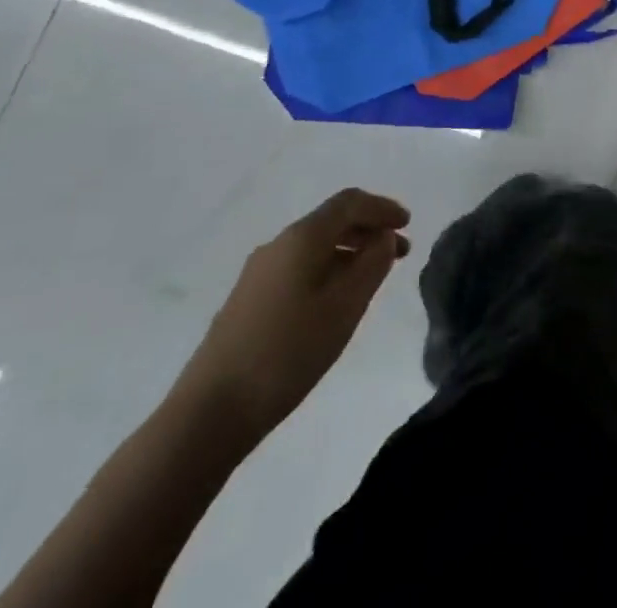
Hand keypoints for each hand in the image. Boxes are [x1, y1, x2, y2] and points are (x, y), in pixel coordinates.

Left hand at [174, 189, 410, 436]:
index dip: (382, 207)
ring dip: (349, 252)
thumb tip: (385, 237)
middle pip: (331, 221)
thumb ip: (372, 264)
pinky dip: (327, 270)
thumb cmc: (287, 352)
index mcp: (302, 238)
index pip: (350, 203)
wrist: (208, 414)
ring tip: (372, 278)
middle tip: (399, 253)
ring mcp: (258, 273)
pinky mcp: (247, 301)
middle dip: (369, 230)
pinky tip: (335, 300)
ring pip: (314, 246)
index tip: (408, 224)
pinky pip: (298, 267)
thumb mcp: (345, 307)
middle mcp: (278, 245)